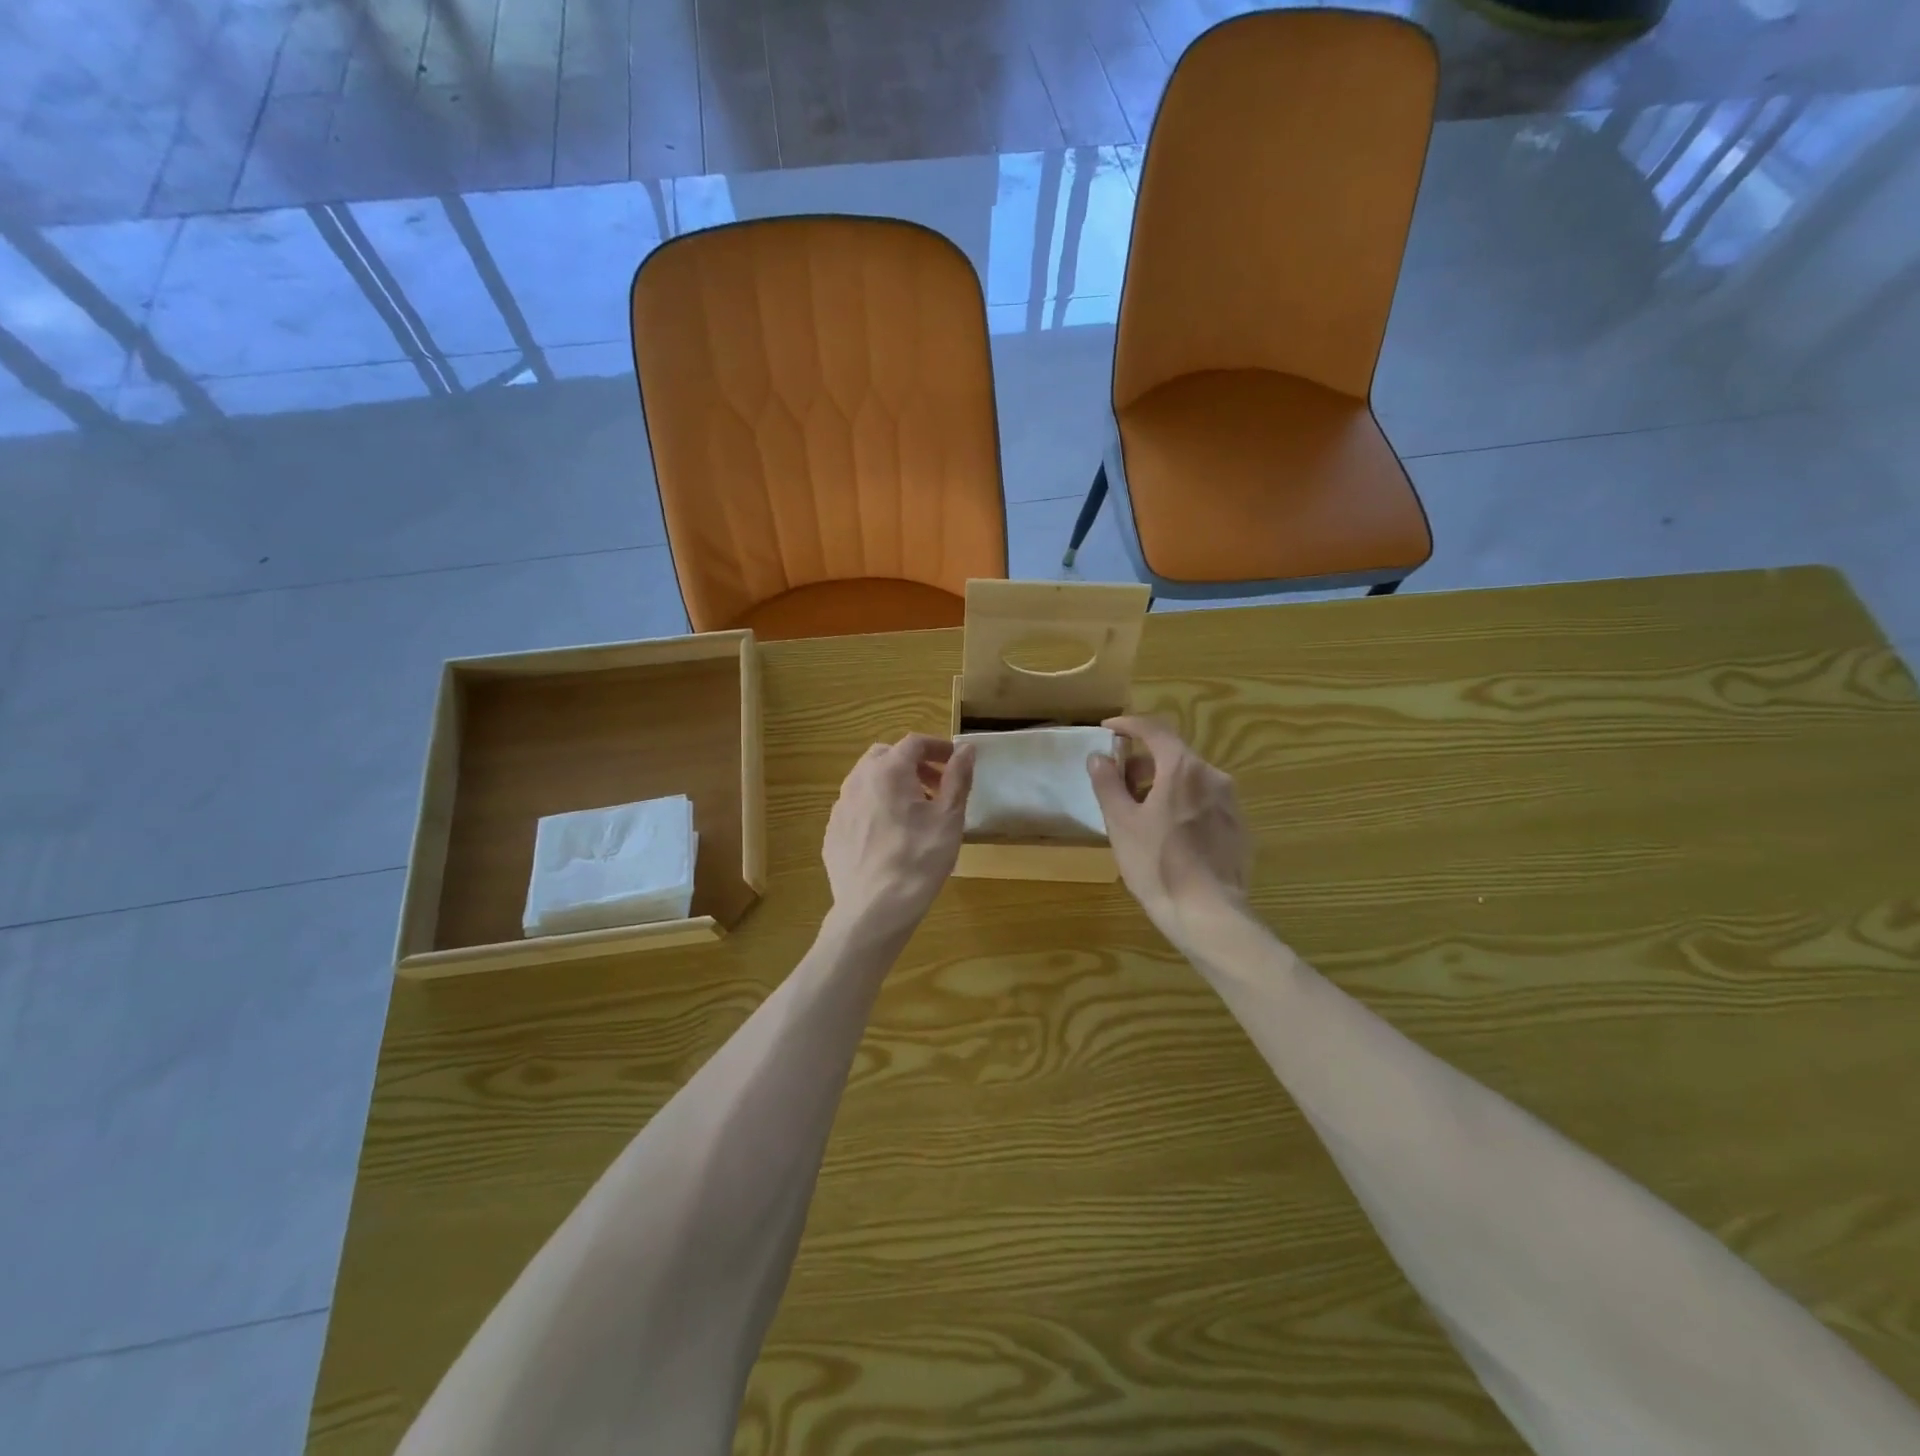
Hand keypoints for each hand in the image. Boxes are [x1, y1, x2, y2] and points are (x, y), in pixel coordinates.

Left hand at [823, 734, 974, 937]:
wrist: (873, 909)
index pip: (914, 742)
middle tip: (936, 786)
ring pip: (867, 781)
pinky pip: (856, 807)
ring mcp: (840, 807)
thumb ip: (958, 778)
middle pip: (886, 756)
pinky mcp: (832, 832)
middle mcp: (858, 780)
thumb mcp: (949, 817)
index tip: (955, 761)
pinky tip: (889, 835)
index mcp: (888, 771)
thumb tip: (967, 749)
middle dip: (913, 764)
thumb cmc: (919, 859)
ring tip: (915, 812)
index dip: (938, 747)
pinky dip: (875, 808)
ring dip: (893, 785)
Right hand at [1087, 716, 1251, 948]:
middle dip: (1143, 762)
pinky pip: (1205, 803)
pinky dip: (1183, 804)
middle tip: (1118, 784)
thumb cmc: (1157, 865)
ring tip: (1141, 813)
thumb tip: (1099, 757)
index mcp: (1183, 769)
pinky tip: (1169, 835)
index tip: (1108, 730)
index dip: (1128, 725)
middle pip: (1173, 755)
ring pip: (1191, 780)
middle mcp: (1213, 776)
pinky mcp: (1239, 828)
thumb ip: (1108, 784)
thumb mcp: (1121, 823)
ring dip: (1163, 784)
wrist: (1209, 914)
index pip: (1154, 730)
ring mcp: (1231, 803)